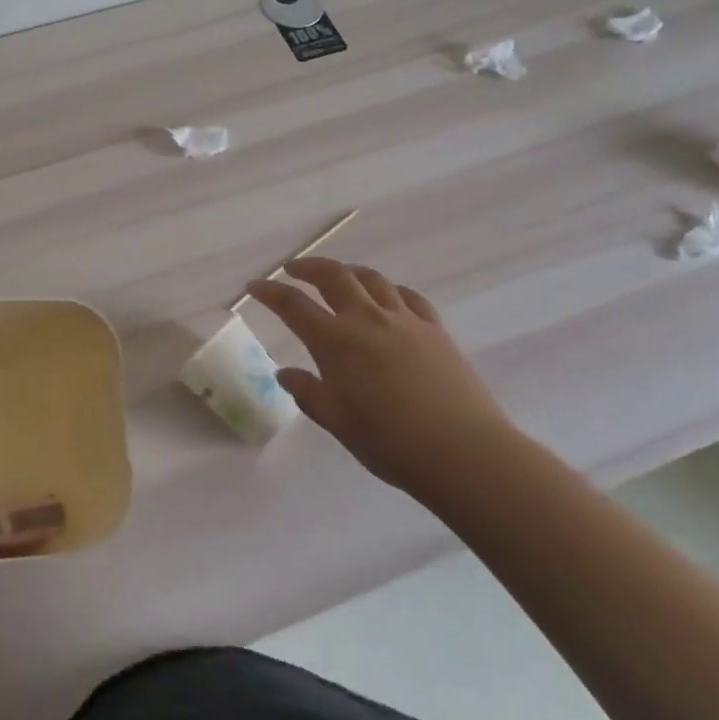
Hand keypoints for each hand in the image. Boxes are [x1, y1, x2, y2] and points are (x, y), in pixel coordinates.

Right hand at [246, 258, 517, 497]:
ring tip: (338, 275)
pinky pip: (407, 296)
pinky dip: (389, 289)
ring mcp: (404, 320)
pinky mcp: (435, 329)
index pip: (293, 305)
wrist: (463, 452)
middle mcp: (367, 319)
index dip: (270, 292)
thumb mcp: (337, 422)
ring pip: (371, 278)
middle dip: (308, 267)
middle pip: (333, 276)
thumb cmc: (390, 443)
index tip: (254, 286)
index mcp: (335, 341)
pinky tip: (387, 297)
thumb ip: (308, 393)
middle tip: (293, 269)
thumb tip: (285, 373)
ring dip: (348, 271)